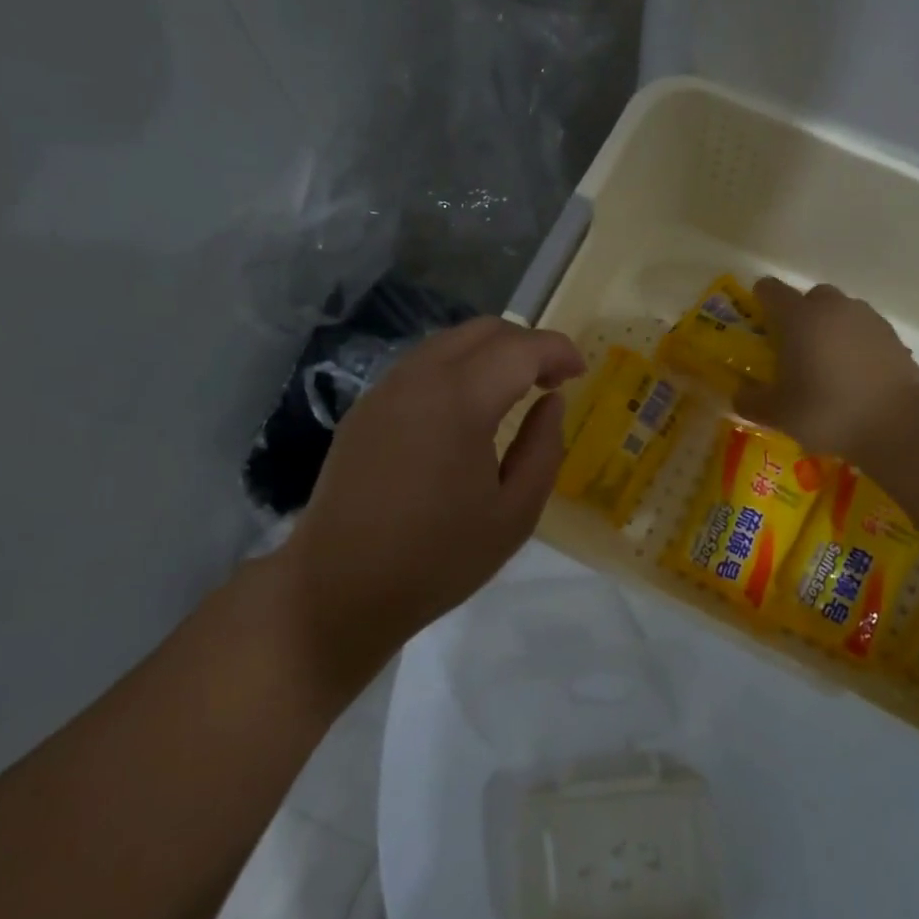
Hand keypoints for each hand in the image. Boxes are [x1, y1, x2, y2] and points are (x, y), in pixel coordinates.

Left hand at [272, 318, 585, 688]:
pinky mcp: (364, 409)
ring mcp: (384, 390)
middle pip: (482, 330)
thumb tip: (551, 401)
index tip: (579, 373)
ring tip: (512, 392)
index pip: (520, 347)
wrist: (339, 588)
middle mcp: (418, 378)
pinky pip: (419, 367)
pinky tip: (464, 411)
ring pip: (447, 342)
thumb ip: (543, 448)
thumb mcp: (514, 514)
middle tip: (550, 380)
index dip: (557, 350)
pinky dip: (455, 369)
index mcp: (459, 400)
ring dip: (488, 353)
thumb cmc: (438, 559)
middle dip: (525, 344)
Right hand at [733, 278, 918, 461]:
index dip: (760, 301)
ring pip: (840, 312)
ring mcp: (868, 319)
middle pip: (810, 297)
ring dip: (829, 328)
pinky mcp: (893, 337)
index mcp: (799, 318)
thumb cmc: (828, 411)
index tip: (757, 322)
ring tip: (825, 364)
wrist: (900, 424)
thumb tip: (739, 394)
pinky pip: (864, 331)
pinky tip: (853, 374)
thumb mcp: (778, 414)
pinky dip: (854, 344)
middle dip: (799, 315)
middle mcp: (833, 308)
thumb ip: (751, 401)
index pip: (771, 290)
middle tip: (792, 347)